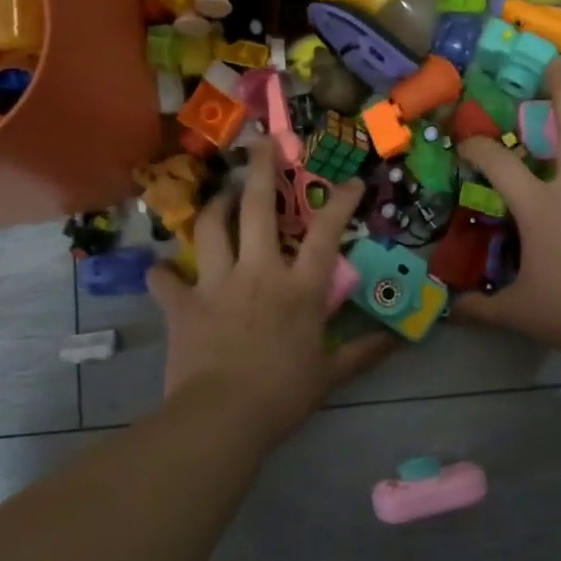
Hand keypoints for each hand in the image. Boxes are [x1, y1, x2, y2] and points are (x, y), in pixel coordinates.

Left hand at [148, 140, 391, 437]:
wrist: (222, 417)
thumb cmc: (282, 396)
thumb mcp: (330, 376)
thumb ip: (362, 353)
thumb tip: (396, 340)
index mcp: (300, 289)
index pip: (326, 235)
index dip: (341, 203)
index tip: (352, 180)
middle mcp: (259, 273)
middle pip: (260, 209)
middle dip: (262, 170)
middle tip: (261, 143)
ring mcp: (217, 284)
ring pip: (211, 228)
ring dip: (216, 206)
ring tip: (221, 197)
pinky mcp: (183, 304)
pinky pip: (166, 278)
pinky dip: (163, 273)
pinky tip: (164, 270)